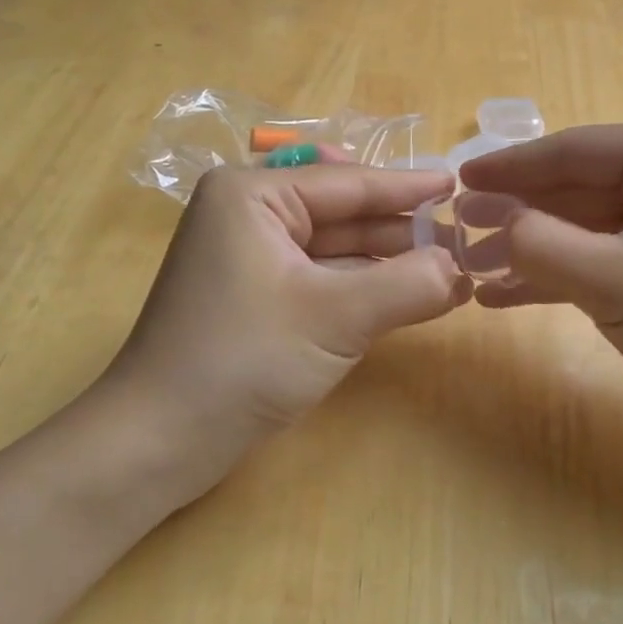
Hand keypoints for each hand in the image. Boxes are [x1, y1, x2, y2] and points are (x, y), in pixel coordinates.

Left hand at [91, 164, 468, 503]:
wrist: (158, 442)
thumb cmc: (242, 360)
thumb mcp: (336, 316)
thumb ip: (408, 285)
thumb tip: (461, 269)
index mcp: (253, 195)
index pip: (348, 182)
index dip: (408, 187)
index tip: (458, 185)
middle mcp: (248, 214)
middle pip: (343, 212)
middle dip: (401, 229)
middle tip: (464, 238)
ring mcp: (250, 257)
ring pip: (335, 247)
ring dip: (388, 260)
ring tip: (449, 268)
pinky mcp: (256, 296)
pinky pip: (322, 278)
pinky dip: (363, 287)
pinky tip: (408, 294)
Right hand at [461, 116, 622, 439]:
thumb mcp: (615, 281)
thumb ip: (542, 246)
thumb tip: (494, 225)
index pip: (573, 149)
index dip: (509, 168)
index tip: (457, 180)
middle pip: (577, 186)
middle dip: (518, 214)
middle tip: (457, 230)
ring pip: (587, 223)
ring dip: (533, 248)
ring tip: (472, 267)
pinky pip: (606, 252)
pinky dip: (562, 272)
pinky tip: (508, 293)